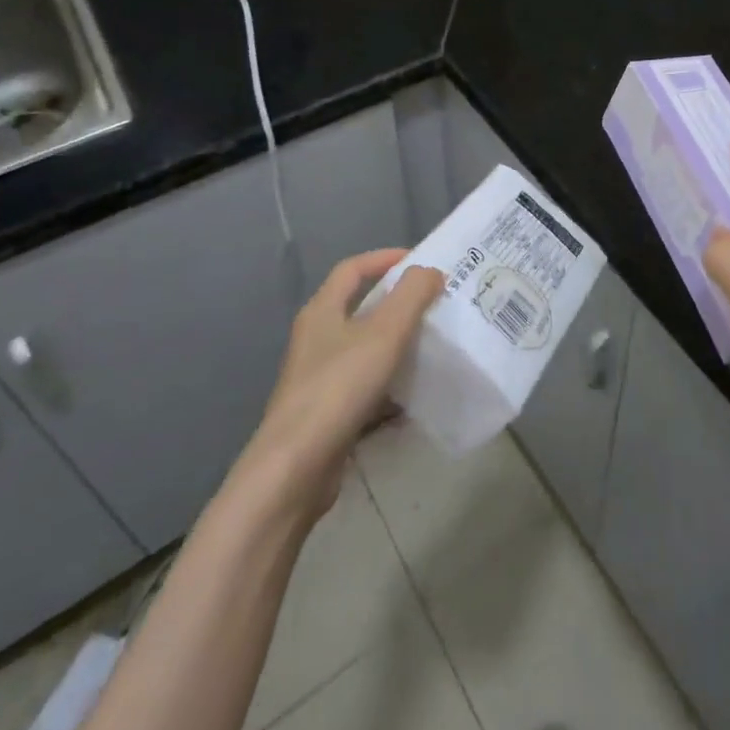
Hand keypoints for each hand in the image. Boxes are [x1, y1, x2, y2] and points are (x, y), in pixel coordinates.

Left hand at [245, 249, 444, 523]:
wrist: (295, 470)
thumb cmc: (339, 388)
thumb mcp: (384, 333)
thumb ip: (411, 295)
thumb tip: (430, 272)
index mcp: (322, 311)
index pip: (353, 269)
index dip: (385, 258)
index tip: (421, 262)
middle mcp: (316, 339)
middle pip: (359, 308)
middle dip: (397, 303)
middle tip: (435, 303)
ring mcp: (319, 378)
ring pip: (364, 349)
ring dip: (396, 344)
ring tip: (433, 345)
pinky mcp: (327, 413)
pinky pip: (365, 387)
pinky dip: (390, 386)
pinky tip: (415, 396)